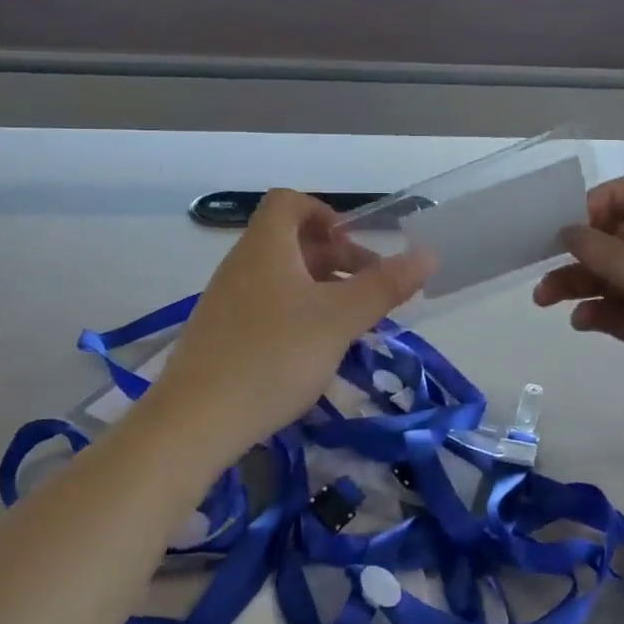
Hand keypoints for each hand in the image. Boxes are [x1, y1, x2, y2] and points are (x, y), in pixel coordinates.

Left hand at [149, 190, 433, 459]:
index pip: (288, 202)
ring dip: (320, 289)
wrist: (195, 422)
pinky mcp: (220, 336)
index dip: (324, 213)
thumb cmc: (274, 355)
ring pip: (281, 278)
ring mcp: (227, 302)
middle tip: (369, 289)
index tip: (354, 244)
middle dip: (335, 257)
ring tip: (351, 323)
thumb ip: (384, 286)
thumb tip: (428, 254)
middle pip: (290, 242)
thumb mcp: (339, 319)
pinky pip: (266, 308)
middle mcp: (241, 265)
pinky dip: (297, 315)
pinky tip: (315, 352)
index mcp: (265, 247)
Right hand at [532, 173, 623, 457]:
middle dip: (580, 249)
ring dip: (580, 283)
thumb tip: (568, 231)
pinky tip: (581, 323)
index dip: (602, 201)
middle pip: (619, 236)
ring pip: (615, 277)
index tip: (568, 226)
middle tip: (540, 265)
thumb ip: (607, 250)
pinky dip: (599, 314)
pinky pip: (622, 313)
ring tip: (544, 299)